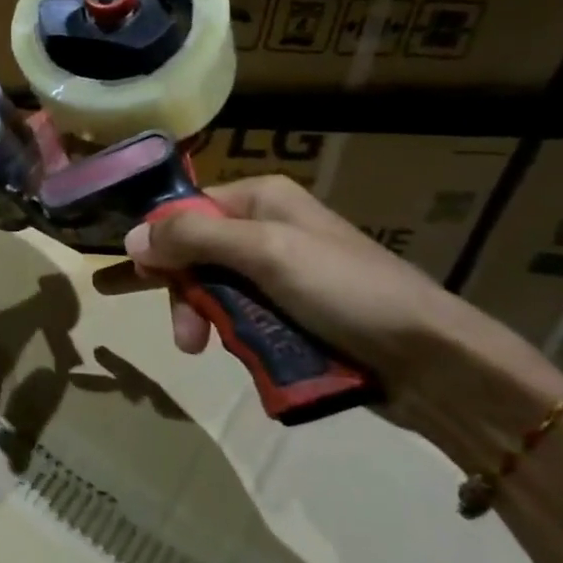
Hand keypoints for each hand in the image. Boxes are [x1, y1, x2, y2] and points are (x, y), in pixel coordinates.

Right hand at [101, 175, 562, 463]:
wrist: (433, 362)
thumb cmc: (346, 291)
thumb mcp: (265, 253)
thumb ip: (194, 238)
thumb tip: (130, 236)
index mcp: (261, 200)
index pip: (185, 209)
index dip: (158, 241)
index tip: (134, 276)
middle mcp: (265, 229)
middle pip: (194, 252)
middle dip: (179, 290)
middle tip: (179, 333)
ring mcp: (279, 273)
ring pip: (212, 289)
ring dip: (201, 318)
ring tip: (200, 350)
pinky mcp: (291, 314)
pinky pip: (239, 316)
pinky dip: (229, 333)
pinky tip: (230, 353)